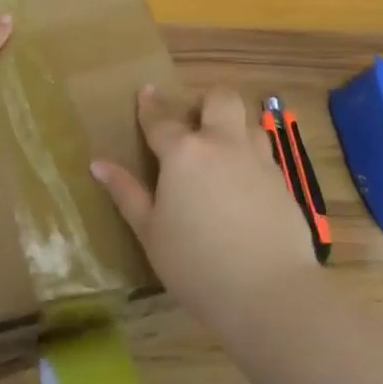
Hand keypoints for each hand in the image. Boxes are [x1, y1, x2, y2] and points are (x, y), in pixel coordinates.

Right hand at [91, 86, 317, 320]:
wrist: (269, 291)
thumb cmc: (195, 264)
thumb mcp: (150, 232)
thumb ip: (127, 193)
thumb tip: (98, 164)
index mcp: (183, 153)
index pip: (161, 119)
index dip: (150, 106)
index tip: (145, 92)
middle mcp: (223, 145)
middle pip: (221, 99)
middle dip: (206, 100)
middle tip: (194, 122)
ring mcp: (258, 160)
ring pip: (248, 122)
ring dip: (232, 127)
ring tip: (220, 152)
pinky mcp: (283, 182)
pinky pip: (264, 154)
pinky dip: (250, 158)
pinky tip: (242, 185)